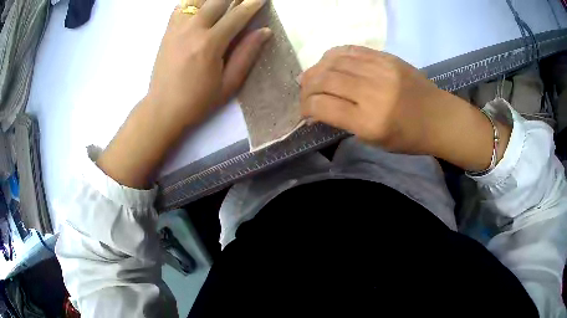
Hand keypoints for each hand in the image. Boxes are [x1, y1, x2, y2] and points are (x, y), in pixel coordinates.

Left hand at [149, 0, 270, 127]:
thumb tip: (265, 31)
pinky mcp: (167, 31)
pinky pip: (181, 6)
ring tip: (223, 3)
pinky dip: (193, 2)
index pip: (237, 15)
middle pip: (217, 0)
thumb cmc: (197, 101)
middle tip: (244, 0)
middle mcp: (192, 30)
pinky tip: (202, 6)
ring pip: (197, 0)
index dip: (252, 4)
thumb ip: (247, 54)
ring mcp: (176, 28)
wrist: (162, 109)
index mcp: (210, 44)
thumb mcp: (229, 84)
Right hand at [300, 46, 445, 154]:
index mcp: (370, 122)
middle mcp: (373, 93)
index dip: (306, 107)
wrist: (439, 117)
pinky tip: (328, 62)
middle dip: (306, 87)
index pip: (323, 107)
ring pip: (334, 61)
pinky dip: (333, 55)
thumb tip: (317, 108)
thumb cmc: (407, 137)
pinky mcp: (387, 58)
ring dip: (316, 68)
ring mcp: (381, 70)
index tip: (304, 112)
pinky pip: (351, 50)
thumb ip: (344, 122)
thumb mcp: (373, 140)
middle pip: (325, 80)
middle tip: (302, 92)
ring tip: (310, 76)